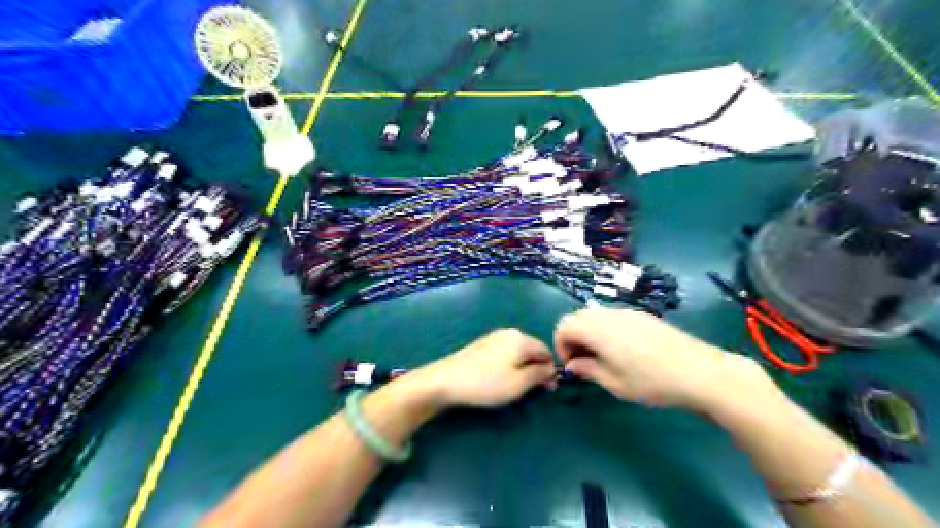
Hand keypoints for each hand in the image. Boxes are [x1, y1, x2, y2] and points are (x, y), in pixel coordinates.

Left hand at [405, 328, 551, 409]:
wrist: (446, 380)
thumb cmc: (486, 383)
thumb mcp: (519, 384)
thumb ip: (540, 375)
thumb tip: (552, 370)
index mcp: (521, 339)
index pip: (546, 351)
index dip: (550, 370)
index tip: (547, 390)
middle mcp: (509, 333)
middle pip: (532, 350)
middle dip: (536, 369)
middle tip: (530, 391)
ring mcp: (494, 337)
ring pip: (518, 352)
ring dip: (522, 368)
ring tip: (514, 387)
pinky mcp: (482, 345)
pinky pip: (505, 353)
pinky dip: (509, 365)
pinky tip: (499, 379)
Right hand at [552, 306, 762, 411]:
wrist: (699, 371)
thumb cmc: (652, 382)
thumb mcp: (615, 383)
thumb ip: (588, 370)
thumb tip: (573, 364)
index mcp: (597, 329)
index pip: (563, 326)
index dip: (560, 345)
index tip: (572, 365)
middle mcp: (608, 315)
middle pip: (576, 317)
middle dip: (573, 337)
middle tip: (584, 362)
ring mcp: (626, 312)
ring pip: (594, 315)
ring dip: (588, 333)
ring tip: (603, 357)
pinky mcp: (642, 315)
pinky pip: (612, 317)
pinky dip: (605, 329)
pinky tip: (623, 350)